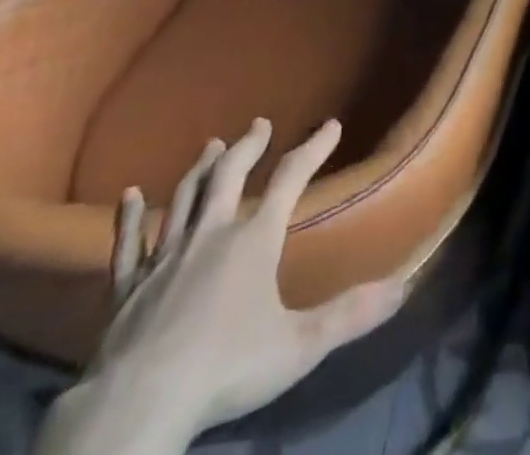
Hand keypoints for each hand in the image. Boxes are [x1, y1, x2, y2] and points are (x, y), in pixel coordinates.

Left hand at [41, 119, 408, 452]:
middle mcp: (210, 234)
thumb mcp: (300, 346)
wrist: (137, 406)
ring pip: (184, 198)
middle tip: (259, 124)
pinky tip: (129, 195)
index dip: (313, 149)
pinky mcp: (125, 287)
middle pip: (230, 175)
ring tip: (211, 145)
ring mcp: (164, 258)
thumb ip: (350, 314)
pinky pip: (128, 243)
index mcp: (254, 240)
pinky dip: (129, 218)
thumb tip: (403, 285)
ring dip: (200, 169)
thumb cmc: (225, 368)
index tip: (331, 125)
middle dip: (248, 146)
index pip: (290, 179)